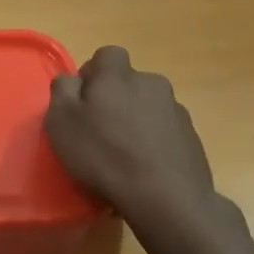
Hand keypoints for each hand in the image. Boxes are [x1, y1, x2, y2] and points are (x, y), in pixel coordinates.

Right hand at [45, 46, 241, 232]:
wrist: (166, 197)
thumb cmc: (104, 155)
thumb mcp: (62, 121)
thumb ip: (63, 90)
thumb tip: (72, 80)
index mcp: (119, 75)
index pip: (106, 55)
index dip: (92, 75)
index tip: (82, 103)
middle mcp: (151, 83)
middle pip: (128, 83)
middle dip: (114, 100)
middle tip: (98, 132)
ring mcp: (176, 110)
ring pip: (147, 108)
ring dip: (135, 122)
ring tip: (122, 156)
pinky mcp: (191, 138)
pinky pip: (164, 132)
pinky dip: (152, 143)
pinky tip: (143, 170)